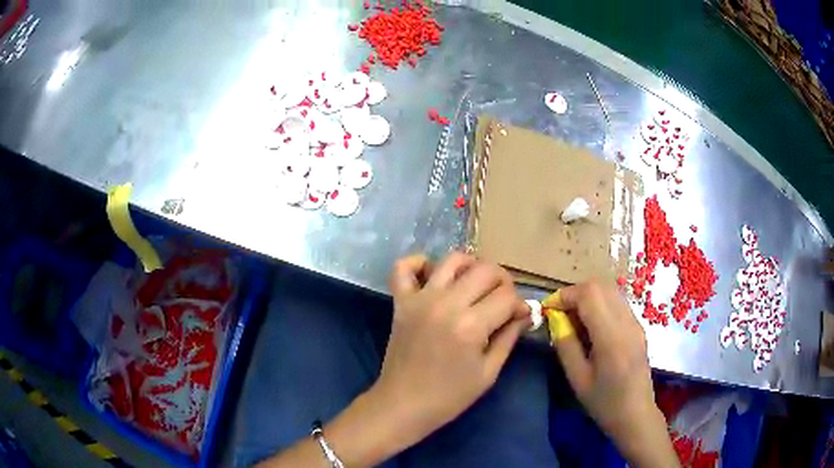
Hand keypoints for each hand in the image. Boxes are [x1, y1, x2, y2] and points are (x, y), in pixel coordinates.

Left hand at [372, 253, 530, 445]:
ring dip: (472, 266)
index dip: (520, 304)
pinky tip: (433, 275)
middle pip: (485, 270)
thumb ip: (509, 337)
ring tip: (476, 285)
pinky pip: (403, 267)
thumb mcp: (488, 372)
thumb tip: (525, 313)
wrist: (404, 405)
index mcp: (471, 325)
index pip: (507, 296)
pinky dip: (418, 263)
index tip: (520, 316)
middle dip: (503, 282)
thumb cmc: (450, 396)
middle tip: (503, 301)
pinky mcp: (400, 302)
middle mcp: (446, 304)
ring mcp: (420, 299)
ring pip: (452, 260)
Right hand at [545, 282, 678, 467]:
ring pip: (610, 291)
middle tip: (560, 314)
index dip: (565, 295)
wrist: (636, 414)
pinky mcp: (638, 327)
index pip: (589, 294)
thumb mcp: (578, 378)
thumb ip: (566, 345)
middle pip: (600, 286)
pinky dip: (600, 305)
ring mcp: (635, 322)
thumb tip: (555, 320)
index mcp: (611, 336)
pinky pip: (617, 303)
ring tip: (574, 320)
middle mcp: (626, 322)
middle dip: (576, 293)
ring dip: (588, 297)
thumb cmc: (604, 402)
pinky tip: (591, 327)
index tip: (549, 309)